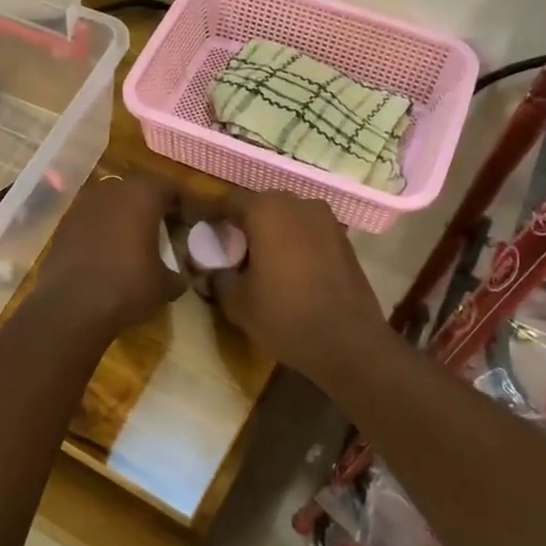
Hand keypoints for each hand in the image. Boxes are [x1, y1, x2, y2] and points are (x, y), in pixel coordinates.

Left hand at [31, 173, 188, 337]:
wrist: (70, 306)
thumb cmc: (127, 286)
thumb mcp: (165, 285)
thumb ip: (179, 273)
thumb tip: (181, 276)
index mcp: (142, 194)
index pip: (174, 189)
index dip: (191, 205)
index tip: (201, 220)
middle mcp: (112, 190)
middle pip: (142, 191)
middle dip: (159, 207)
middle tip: (173, 228)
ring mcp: (83, 205)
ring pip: (115, 203)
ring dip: (130, 217)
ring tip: (142, 241)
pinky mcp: (64, 224)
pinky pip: (95, 220)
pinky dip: (108, 229)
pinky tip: (113, 252)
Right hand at [207, 192, 390, 387]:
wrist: (349, 343)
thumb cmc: (285, 316)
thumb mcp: (237, 302)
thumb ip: (217, 277)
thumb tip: (207, 271)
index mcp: (267, 210)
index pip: (227, 202)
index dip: (208, 214)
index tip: (195, 228)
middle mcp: (299, 204)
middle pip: (259, 206)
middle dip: (241, 223)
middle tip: (225, 247)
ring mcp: (326, 220)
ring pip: (286, 218)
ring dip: (268, 232)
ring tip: (255, 260)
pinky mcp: (343, 239)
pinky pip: (307, 232)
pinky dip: (291, 242)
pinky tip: (284, 269)